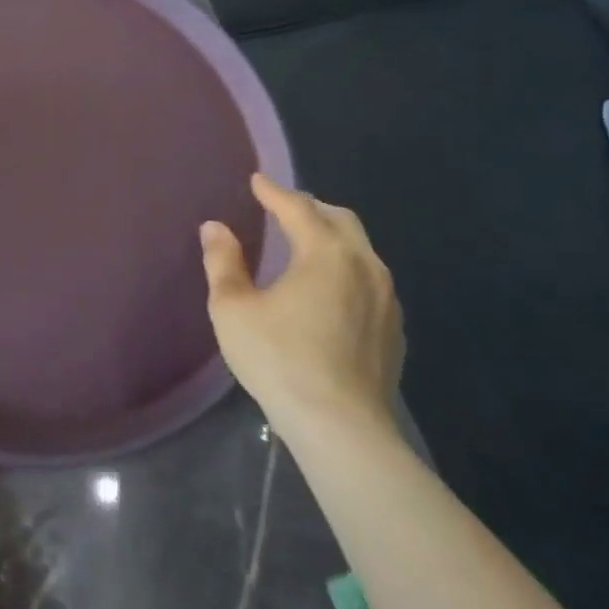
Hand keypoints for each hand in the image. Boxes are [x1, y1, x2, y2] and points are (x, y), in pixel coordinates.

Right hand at [200, 174, 404, 444]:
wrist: (341, 428)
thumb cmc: (279, 359)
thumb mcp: (233, 308)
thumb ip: (223, 262)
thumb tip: (215, 227)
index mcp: (325, 253)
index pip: (298, 207)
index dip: (273, 191)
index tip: (256, 181)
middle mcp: (364, 265)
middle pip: (339, 219)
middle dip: (309, 207)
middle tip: (281, 208)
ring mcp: (386, 299)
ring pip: (360, 249)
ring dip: (331, 237)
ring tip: (304, 244)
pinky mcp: (394, 329)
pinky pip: (369, 279)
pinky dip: (345, 267)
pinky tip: (328, 289)